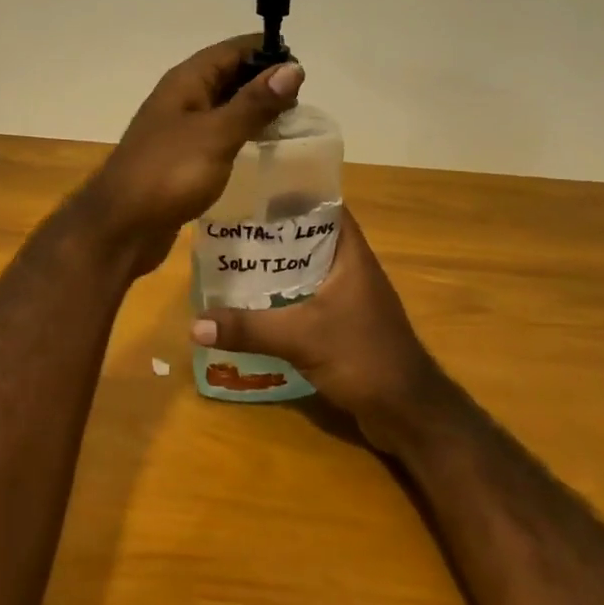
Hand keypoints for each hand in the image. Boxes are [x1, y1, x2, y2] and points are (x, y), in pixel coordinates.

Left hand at [76, 36, 304, 276]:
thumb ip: (254, 103)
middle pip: (227, 77)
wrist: (121, 226)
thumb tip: (292, 68)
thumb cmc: (168, 173)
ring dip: (253, 111)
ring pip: (223, 108)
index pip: (231, 51)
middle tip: (302, 101)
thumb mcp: (216, 135)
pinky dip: (239, 137)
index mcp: (186, 82)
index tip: (301, 68)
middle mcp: (181, 99)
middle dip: (262, 82)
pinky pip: (217, 137)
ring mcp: (179, 130)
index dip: (265, 52)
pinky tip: (260, 151)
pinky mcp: (181, 159)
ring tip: (290, 124)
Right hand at [190, 207, 454, 450]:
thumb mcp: (301, 338)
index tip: (253, 190)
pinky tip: (255, 305)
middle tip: (230, 228)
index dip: (292, 194)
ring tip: (234, 262)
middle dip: (272, 233)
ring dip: (276, 268)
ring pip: (307, 270)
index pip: (324, 205)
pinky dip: (284, 297)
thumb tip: (194, 325)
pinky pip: (308, 299)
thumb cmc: (363, 357)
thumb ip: (249, 328)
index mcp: (351, 255)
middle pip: (309, 237)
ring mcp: (351, 298)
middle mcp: (352, 269)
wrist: (409, 414)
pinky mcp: (345, 325)